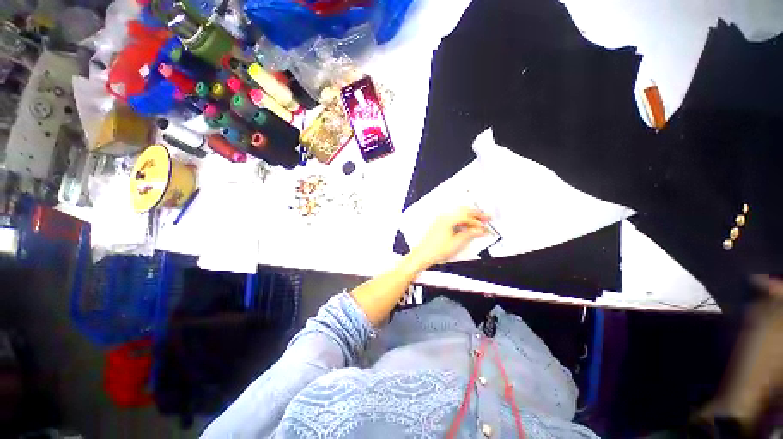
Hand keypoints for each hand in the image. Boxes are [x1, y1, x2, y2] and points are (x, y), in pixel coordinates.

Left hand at [409, 207, 489, 269]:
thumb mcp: (457, 243)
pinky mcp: (439, 224)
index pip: (467, 216)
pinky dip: (462, 220)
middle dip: (476, 214)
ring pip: (458, 213)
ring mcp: (440, 220)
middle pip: (463, 210)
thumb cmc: (436, 250)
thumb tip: (480, 230)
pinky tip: (466, 226)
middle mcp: (444, 217)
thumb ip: (470, 235)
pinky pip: (453, 218)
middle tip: (486, 218)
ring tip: (478, 222)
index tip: (486, 226)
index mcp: (448, 219)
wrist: (423, 255)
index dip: (478, 221)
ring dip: (469, 216)